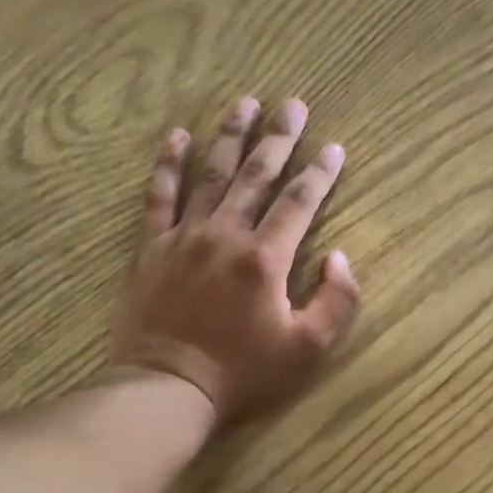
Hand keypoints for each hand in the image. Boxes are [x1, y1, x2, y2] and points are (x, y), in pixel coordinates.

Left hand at [109, 95, 360, 423]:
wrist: (168, 389)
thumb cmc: (243, 374)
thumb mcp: (308, 350)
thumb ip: (336, 302)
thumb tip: (341, 259)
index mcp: (265, 258)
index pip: (299, 202)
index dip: (320, 173)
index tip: (334, 147)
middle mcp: (225, 235)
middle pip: (256, 175)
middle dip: (278, 138)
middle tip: (292, 104)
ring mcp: (183, 238)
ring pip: (210, 175)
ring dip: (229, 137)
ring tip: (244, 103)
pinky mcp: (151, 249)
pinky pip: (159, 198)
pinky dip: (167, 166)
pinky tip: (175, 137)